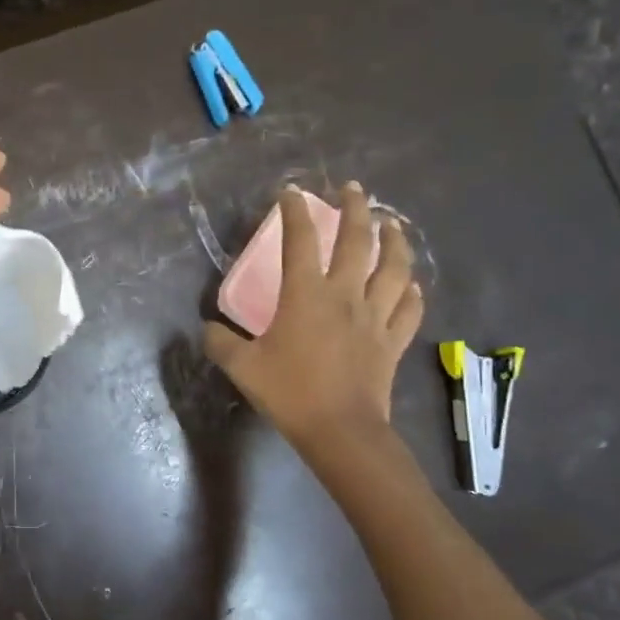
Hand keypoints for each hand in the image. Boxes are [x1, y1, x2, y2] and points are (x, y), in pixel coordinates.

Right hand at [204, 182, 423, 447]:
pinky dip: (412, 293)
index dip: (295, 212)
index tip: (291, 192)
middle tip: (353, 189)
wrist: (340, 430)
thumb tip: (207, 328)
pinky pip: (409, 309)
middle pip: (357, 241)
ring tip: (392, 225)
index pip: (301, 240)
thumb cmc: (290, 393)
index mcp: (306, 295)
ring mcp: (375, 317)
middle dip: (355, 209)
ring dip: (394, 242)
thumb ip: (220, 343)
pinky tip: (412, 284)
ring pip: (394, 269)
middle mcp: (345, 295)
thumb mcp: (242, 367)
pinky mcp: (392, 341)